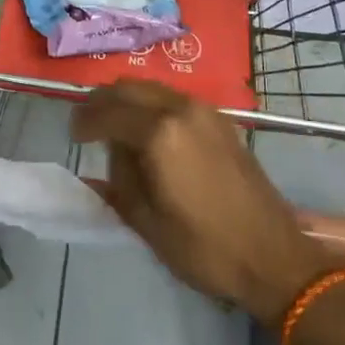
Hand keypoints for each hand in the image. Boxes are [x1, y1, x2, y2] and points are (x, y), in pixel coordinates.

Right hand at [71, 79, 332, 323]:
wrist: (273, 256)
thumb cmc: (205, 248)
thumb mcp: (148, 224)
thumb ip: (119, 183)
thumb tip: (106, 159)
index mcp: (159, 133)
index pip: (108, 113)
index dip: (84, 121)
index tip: (72, 134)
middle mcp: (180, 109)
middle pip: (129, 88)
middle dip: (103, 102)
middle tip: (86, 123)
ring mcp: (204, 110)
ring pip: (152, 88)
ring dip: (128, 100)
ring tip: (114, 127)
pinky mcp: (220, 120)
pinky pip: (173, 98)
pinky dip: (152, 105)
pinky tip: (148, 131)